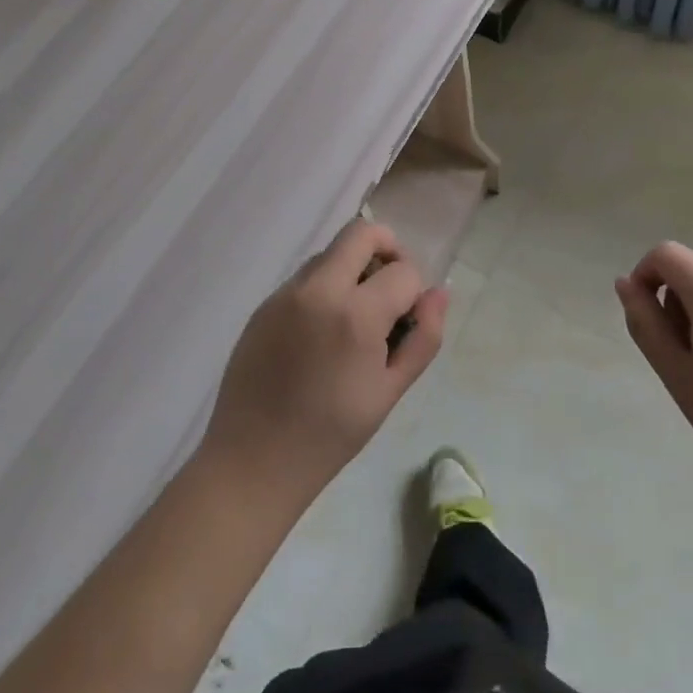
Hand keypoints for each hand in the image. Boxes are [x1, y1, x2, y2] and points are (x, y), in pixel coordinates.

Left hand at [198, 220, 448, 508]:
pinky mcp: (265, 303)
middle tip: (391, 288)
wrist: (253, 461)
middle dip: (388, 249)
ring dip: (353, 268)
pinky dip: (325, 286)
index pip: (403, 271)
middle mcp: (318, 289)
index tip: (408, 320)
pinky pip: (306, 276)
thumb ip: (424, 338)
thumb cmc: (331, 435)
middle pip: (362, 232)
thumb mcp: (390, 391)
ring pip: (331, 251)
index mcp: (355, 314)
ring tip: (354, 317)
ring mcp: (286, 292)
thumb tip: (439, 293)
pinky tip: (322, 332)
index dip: (415, 292)